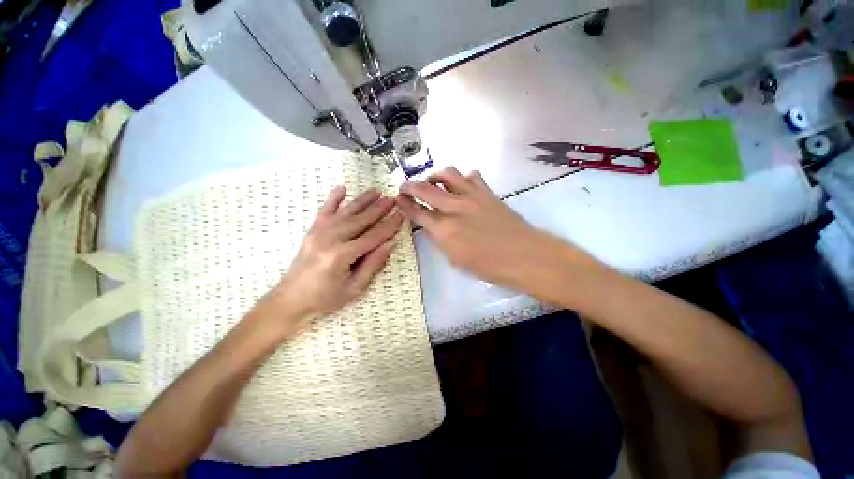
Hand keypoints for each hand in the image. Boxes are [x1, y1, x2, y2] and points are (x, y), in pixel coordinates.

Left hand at [261, 187, 402, 334]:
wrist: (290, 299)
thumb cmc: (326, 298)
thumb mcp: (355, 288)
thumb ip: (373, 264)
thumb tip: (389, 243)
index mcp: (342, 256)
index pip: (373, 236)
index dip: (389, 226)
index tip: (401, 215)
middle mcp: (330, 239)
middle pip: (360, 220)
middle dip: (379, 209)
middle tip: (393, 199)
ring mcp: (318, 232)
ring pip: (346, 212)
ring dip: (363, 200)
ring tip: (377, 191)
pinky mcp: (312, 230)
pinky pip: (324, 210)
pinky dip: (333, 198)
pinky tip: (342, 187)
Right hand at [397, 167, 573, 289]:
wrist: (524, 256)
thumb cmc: (489, 266)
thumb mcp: (456, 259)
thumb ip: (441, 239)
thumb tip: (433, 226)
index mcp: (445, 230)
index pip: (417, 212)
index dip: (404, 204)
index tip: (398, 199)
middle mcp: (455, 208)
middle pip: (426, 189)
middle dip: (411, 185)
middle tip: (405, 186)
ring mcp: (472, 196)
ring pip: (448, 173)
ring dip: (436, 176)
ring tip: (434, 182)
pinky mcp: (487, 192)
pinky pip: (472, 175)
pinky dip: (463, 178)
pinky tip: (462, 186)